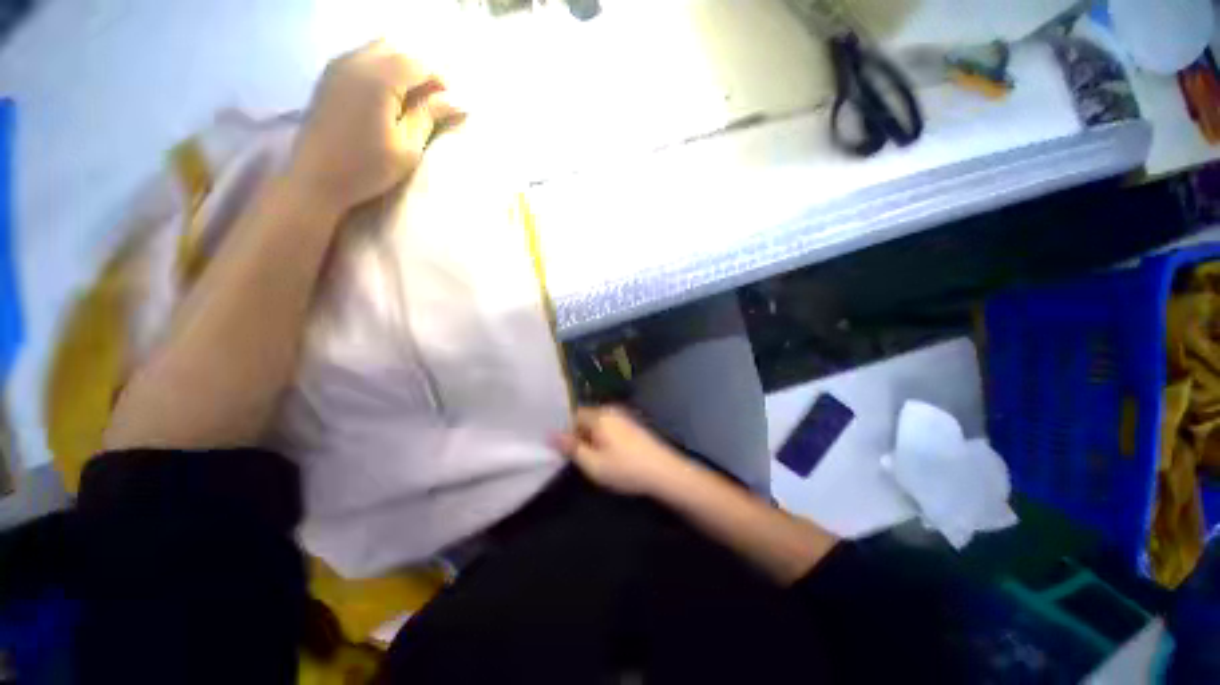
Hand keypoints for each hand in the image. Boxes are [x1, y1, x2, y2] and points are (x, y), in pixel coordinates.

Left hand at [287, 40, 462, 215]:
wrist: (316, 177)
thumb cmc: (368, 167)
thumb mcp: (408, 146)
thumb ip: (430, 116)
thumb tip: (459, 100)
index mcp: (378, 78)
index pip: (419, 63)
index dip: (441, 80)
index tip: (453, 105)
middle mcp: (357, 61)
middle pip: (398, 48)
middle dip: (422, 68)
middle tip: (435, 100)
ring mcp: (339, 65)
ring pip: (379, 49)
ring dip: (402, 67)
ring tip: (414, 99)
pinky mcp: (330, 76)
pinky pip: (363, 58)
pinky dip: (383, 69)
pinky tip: (390, 96)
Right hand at [554, 406, 687, 495]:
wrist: (664, 472)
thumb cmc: (625, 468)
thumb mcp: (593, 464)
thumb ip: (571, 447)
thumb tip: (549, 434)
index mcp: (599, 415)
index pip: (573, 415)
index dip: (566, 432)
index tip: (565, 451)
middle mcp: (611, 410)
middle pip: (586, 418)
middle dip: (579, 435)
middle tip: (580, 458)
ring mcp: (624, 416)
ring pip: (598, 423)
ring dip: (592, 438)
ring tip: (594, 459)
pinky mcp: (632, 424)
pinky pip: (610, 426)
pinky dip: (605, 438)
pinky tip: (611, 455)